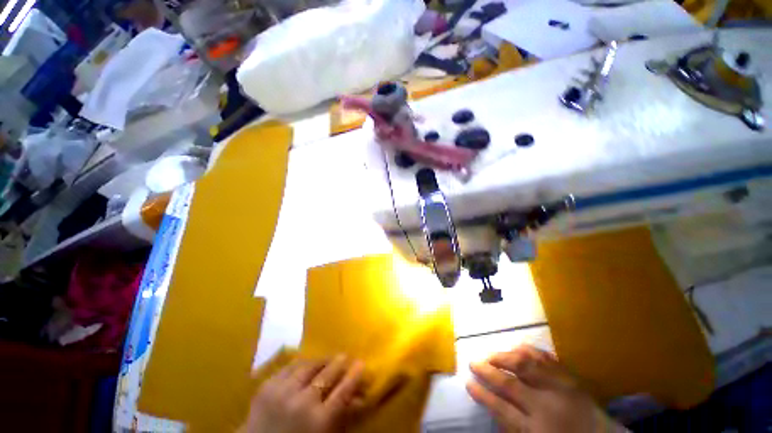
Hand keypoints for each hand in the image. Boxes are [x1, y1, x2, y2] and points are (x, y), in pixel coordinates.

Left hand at [244, 355, 364, 432]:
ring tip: (327, 359)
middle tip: (346, 355)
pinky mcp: (267, 386)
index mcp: (319, 422)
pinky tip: (306, 363)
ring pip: (309, 366)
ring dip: (321, 360)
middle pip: (327, 375)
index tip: (362, 363)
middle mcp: (303, 403)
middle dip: (339, 362)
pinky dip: (301, 363)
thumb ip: (341, 416)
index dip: (354, 376)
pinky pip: (290, 366)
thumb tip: (360, 397)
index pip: (343, 392)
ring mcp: (283, 392)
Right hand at [467, 345, 625, 432]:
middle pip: (510, 384)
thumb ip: (514, 426)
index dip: (482, 394)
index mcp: (538, 428)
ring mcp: (560, 388)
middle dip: (488, 371)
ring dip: (504, 357)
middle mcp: (547, 405)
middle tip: (473, 362)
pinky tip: (517, 347)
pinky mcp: (570, 377)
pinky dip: (529, 350)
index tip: (467, 383)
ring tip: (491, 354)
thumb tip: (493, 404)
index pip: (502, 409)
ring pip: (525, 366)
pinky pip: (546, 358)